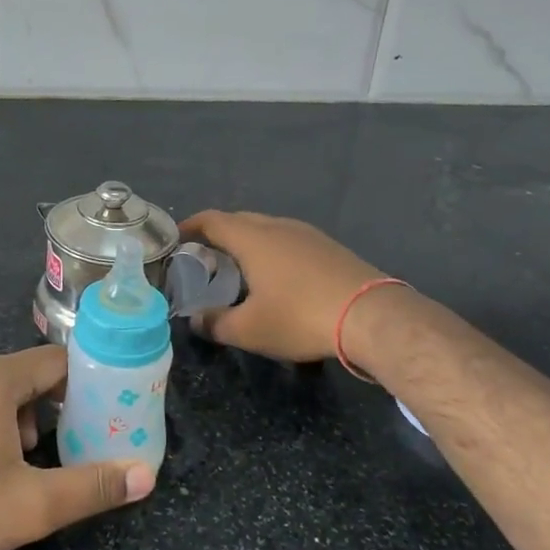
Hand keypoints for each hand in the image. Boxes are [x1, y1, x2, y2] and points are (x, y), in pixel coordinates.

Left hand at [0, 346, 153, 549]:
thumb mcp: (33, 505)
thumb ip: (93, 486)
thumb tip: (146, 475)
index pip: (56, 362)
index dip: (86, 384)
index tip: (106, 412)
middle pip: (27, 377)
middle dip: (54, 410)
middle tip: (72, 447)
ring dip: (22, 422)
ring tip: (28, 467)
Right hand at [179, 209, 391, 363]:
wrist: (372, 316)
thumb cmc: (300, 317)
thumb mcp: (249, 330)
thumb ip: (215, 324)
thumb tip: (195, 320)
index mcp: (251, 238)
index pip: (211, 220)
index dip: (190, 227)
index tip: (176, 239)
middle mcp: (277, 226)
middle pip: (238, 220)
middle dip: (217, 235)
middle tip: (205, 258)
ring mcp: (307, 234)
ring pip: (267, 229)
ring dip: (248, 243)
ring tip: (240, 268)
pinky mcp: (330, 247)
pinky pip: (289, 240)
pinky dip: (273, 251)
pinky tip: (279, 277)